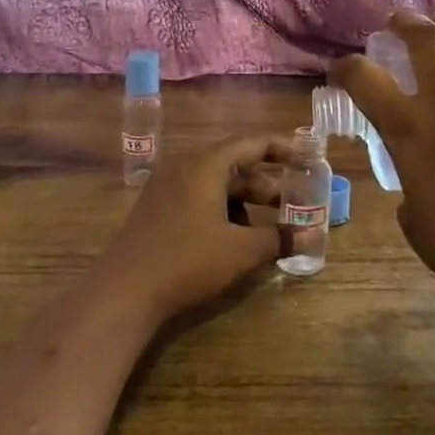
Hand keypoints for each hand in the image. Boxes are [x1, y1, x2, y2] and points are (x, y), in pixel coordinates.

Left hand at [102, 136, 290, 321]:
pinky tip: (235, 238)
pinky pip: (199, 197)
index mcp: (205, 163)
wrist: (123, 292)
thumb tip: (311, 236)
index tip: (307, 155)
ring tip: (269, 225)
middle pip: (234, 163)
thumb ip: (278, 239)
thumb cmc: (187, 261)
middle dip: (266, 181)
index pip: (251, 142)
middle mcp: (185, 166)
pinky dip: (222, 209)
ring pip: (216, 183)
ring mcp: (167, 186)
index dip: (282, 147)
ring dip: (245, 200)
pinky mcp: (157, 208)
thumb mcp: (240, 251)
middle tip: (294, 198)